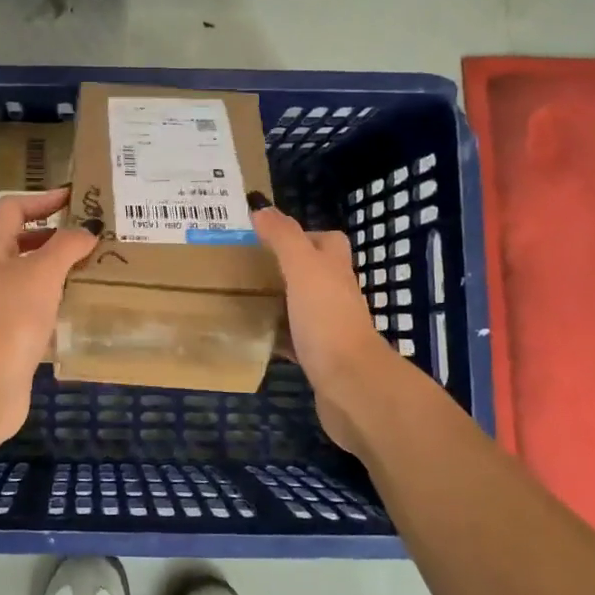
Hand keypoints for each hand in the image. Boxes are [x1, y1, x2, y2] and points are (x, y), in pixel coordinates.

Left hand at [0, 188, 96, 444]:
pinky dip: (56, 302)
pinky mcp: (8, 337)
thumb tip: (86, 230)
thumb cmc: (10, 317)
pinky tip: (79, 309)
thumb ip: (66, 246)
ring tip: (93, 270)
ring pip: (29, 278)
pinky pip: (35, 308)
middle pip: (21, 242)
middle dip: (54, 236)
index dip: (42, 200)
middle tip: (91, 237)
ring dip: (58, 270)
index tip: (75, 198)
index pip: (13, 210)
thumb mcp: (42, 272)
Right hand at [251, 201, 402, 455]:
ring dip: (280, 301)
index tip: (269, 236)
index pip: (328, 241)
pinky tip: (254, 337)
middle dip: (287, 267)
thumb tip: (262, 208)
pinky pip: (295, 341)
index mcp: (335, 271)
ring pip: (303, 306)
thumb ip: (284, 238)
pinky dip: (277, 336)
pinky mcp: (319, 359)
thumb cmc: (327, 320)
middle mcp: (336, 296)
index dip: (304, 233)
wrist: (350, 386)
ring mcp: (330, 329)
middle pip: (315, 273)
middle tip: (250, 265)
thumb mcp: (303, 269)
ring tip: (244, 296)